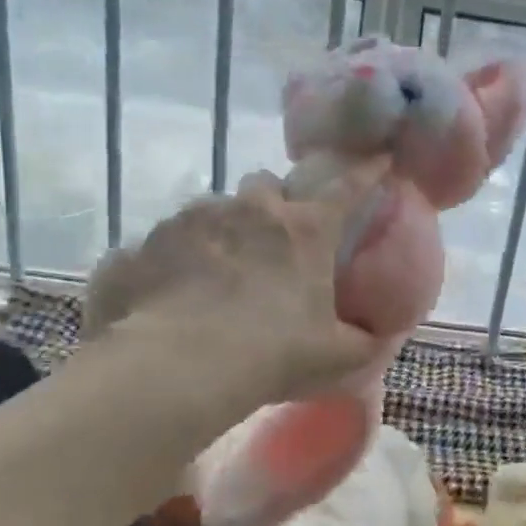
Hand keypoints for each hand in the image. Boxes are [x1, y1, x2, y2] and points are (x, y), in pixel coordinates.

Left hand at [82, 158, 391, 403]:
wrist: (177, 367)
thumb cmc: (270, 355)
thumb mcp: (335, 357)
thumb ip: (364, 343)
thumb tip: (378, 338)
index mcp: (303, 230)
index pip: (347, 188)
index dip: (366, 172)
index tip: (379, 158)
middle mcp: (249, 209)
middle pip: (267, 184)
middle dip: (273, 202)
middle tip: (273, 241)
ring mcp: (192, 220)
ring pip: (214, 209)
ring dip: (224, 231)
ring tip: (218, 275)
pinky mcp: (147, 242)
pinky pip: (167, 242)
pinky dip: (177, 260)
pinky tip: (174, 295)